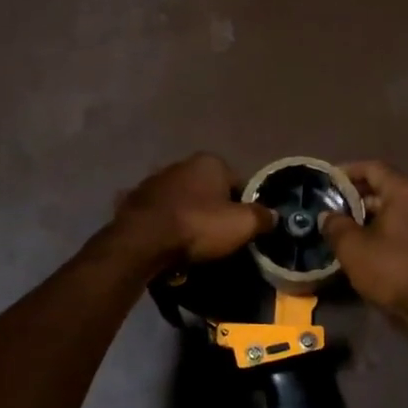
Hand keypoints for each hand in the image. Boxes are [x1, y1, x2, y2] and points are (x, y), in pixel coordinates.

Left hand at [114, 153, 275, 266]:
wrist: (143, 240)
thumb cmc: (198, 226)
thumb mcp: (242, 225)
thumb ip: (262, 217)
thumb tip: (273, 216)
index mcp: (210, 162)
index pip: (238, 183)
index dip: (244, 207)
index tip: (243, 230)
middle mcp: (182, 163)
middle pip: (209, 191)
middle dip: (214, 211)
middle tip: (218, 239)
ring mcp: (155, 180)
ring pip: (182, 201)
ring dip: (187, 217)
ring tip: (191, 245)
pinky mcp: (134, 199)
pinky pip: (159, 214)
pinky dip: (164, 225)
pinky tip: (166, 243)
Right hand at [321, 161, 407, 334]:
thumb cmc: (393, 270)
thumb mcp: (353, 248)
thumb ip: (335, 226)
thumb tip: (328, 216)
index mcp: (404, 192)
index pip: (372, 167)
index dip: (346, 171)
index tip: (326, 182)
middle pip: (384, 190)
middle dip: (356, 198)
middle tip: (331, 211)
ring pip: (394, 213)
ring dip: (369, 220)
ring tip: (344, 233)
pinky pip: (404, 232)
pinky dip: (384, 235)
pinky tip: (367, 253)